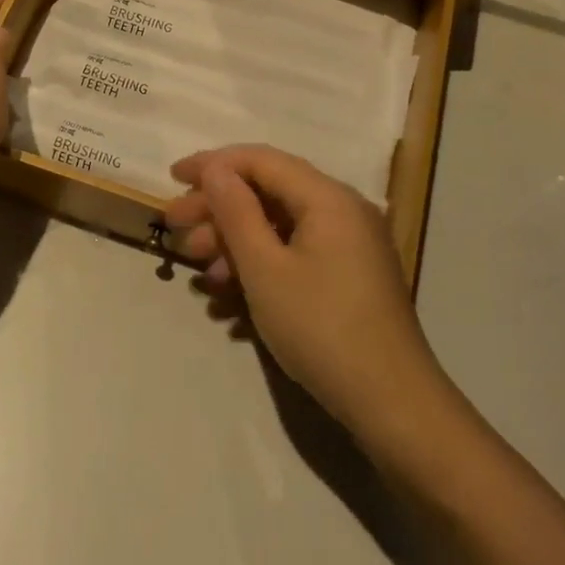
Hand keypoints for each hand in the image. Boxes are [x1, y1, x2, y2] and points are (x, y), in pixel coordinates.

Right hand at [164, 145, 447, 449]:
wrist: (392, 403)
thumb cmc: (321, 328)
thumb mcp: (265, 269)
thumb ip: (237, 212)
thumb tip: (216, 170)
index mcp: (327, 198)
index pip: (261, 161)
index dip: (213, 164)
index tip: (172, 178)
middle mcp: (342, 210)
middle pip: (269, 191)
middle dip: (218, 208)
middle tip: (175, 228)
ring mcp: (349, 244)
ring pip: (279, 225)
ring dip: (234, 242)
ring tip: (199, 271)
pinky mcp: (348, 275)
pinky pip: (295, 253)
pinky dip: (260, 265)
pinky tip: (228, 296)